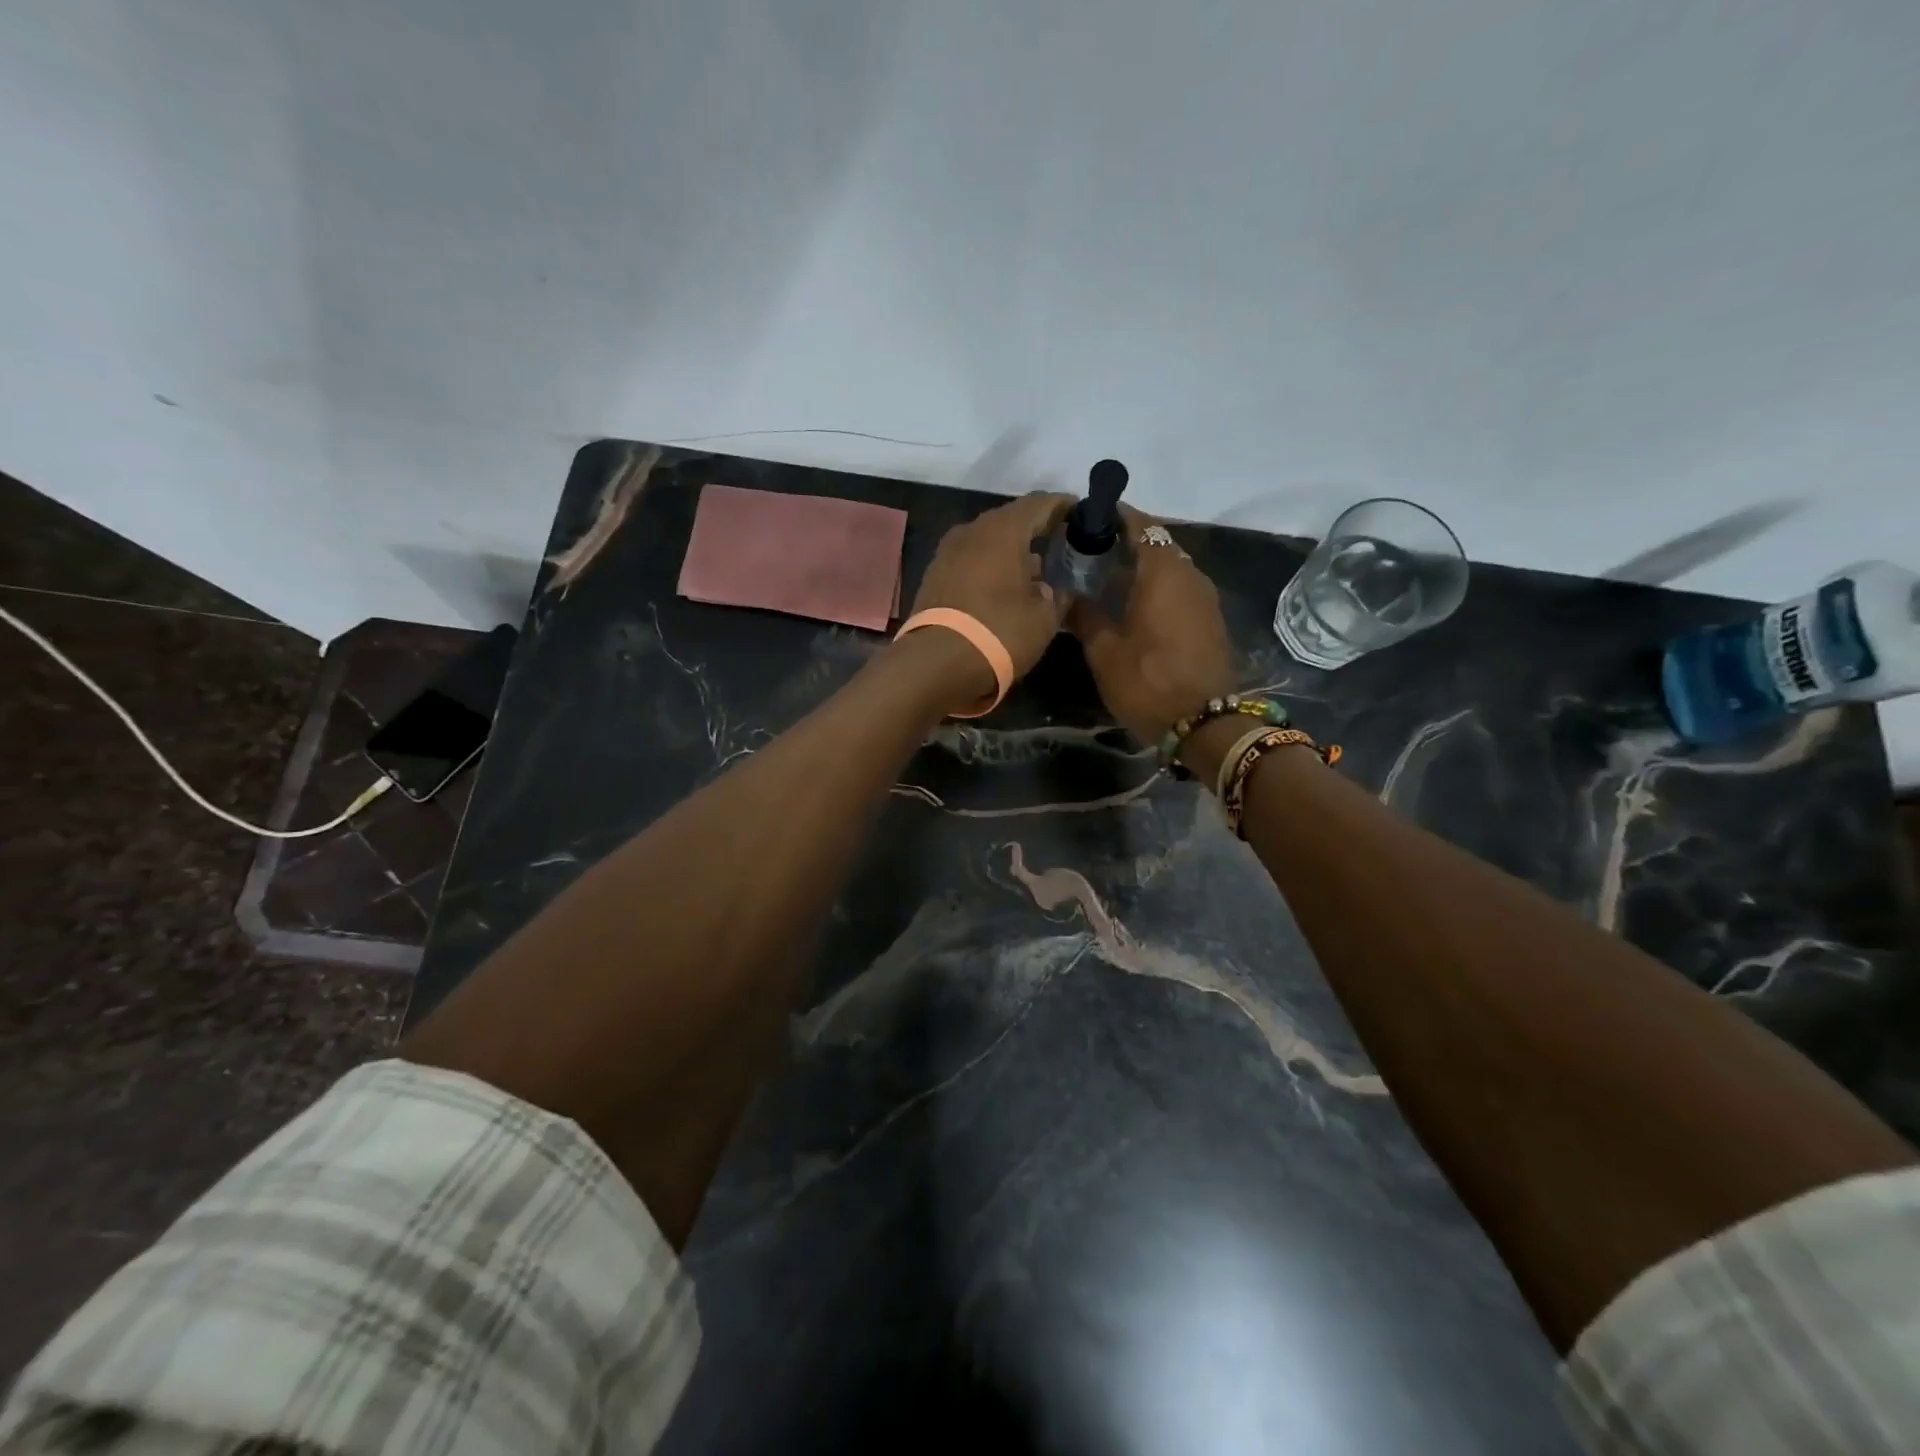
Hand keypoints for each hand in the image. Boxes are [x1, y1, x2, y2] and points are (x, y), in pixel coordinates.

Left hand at [907, 492, 1072, 701]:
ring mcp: (947, 553)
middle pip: (1010, 520)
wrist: (935, 664)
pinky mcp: (933, 577)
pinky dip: (989, 568)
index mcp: (1003, 530)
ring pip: (987, 542)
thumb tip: (1055, 590)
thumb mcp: (1043, 620)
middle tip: (1058, 542)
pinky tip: (1003, 588)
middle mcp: (972, 531)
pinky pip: (970, 561)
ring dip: (1010, 552)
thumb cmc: (999, 633)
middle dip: (1035, 530)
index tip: (1079, 513)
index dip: (1062, 506)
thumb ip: (1057, 598)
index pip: (1039, 504)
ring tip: (1033, 571)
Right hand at [1072, 505, 1237, 743]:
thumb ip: (1086, 614)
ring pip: (1169, 565)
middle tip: (1089, 551)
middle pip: (1156, 542)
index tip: (1087, 518)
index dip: (1114, 516)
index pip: (1140, 524)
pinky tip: (1133, 603)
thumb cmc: (1148, 682)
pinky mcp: (1209, 618)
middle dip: (1125, 541)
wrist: (1205, 723)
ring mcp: (1204, 596)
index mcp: (1162, 571)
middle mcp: (1189, 573)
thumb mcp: (1104, 651)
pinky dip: (1157, 585)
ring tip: (1107, 577)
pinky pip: (1179, 587)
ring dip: (1142, 565)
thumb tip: (1069, 593)